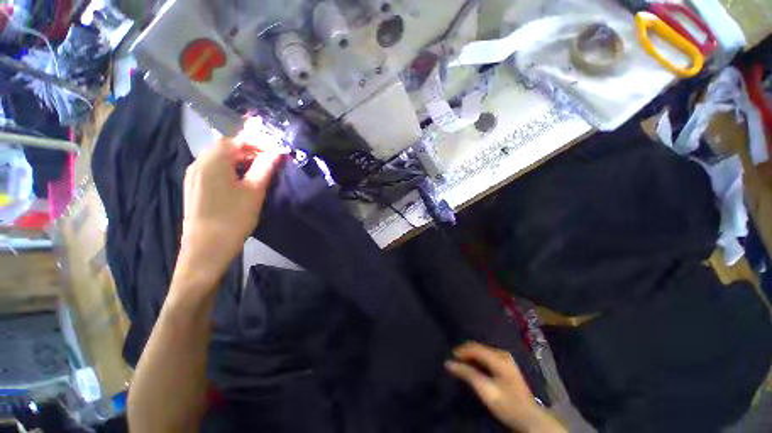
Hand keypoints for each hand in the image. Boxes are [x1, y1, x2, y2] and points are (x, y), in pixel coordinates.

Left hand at [174, 136, 281, 292]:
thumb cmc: (233, 217)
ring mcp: (193, 176)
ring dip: (241, 161)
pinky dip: (230, 169)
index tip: (276, 152)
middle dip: (250, 151)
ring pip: (220, 159)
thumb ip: (265, 167)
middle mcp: (199, 162)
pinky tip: (241, 182)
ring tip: (259, 171)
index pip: (237, 140)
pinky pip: (214, 170)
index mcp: (212, 160)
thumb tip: (277, 152)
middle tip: (270, 162)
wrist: (206, 249)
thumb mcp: (254, 191)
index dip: (258, 143)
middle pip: (226, 147)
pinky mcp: (195, 188)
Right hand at [445, 342, 565, 432]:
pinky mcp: (506, 364)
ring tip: (461, 364)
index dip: (461, 351)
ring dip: (471, 356)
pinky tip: (473, 366)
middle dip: (465, 352)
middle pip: (478, 347)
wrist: (530, 418)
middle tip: (454, 361)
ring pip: (482, 351)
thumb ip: (467, 374)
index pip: (474, 347)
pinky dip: (477, 359)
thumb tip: (448, 363)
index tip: (450, 358)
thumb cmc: (507, 405)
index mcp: (499, 357)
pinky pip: (487, 355)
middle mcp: (502, 353)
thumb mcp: (485, 390)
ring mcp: (506, 358)